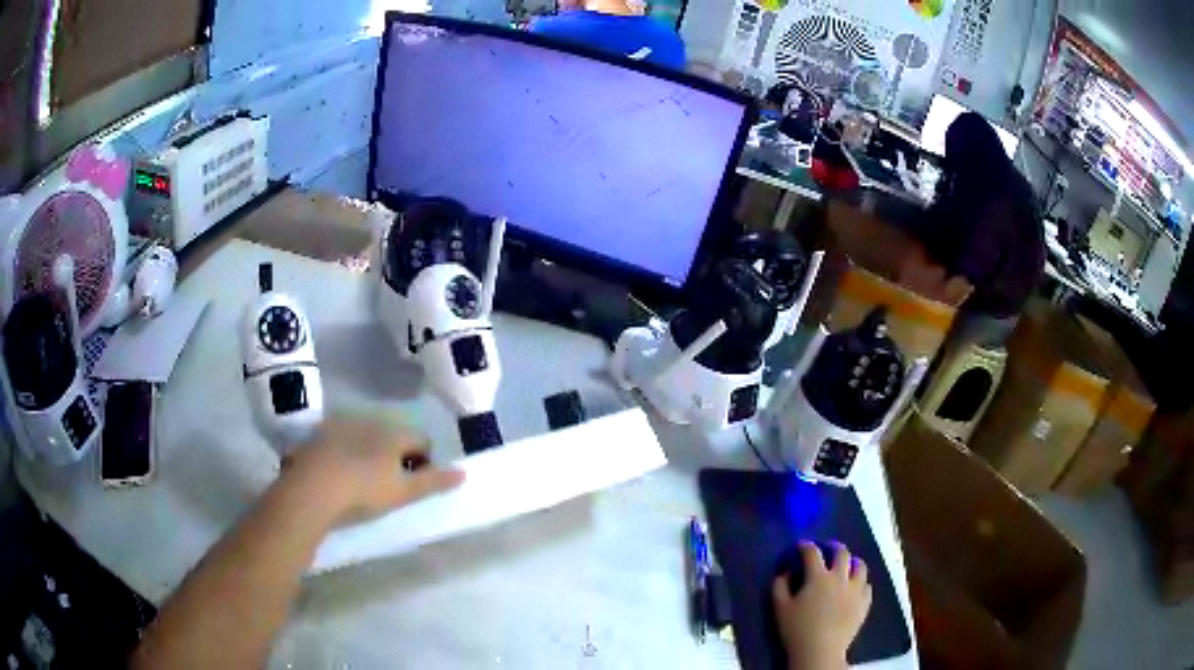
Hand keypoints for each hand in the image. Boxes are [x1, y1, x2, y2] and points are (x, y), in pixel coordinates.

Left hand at [282, 416, 464, 524]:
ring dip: (370, 450)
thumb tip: (464, 472)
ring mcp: (343, 423)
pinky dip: (345, 449)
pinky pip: (341, 436)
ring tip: (362, 477)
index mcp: (395, 434)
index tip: (417, 482)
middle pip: (394, 434)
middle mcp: (371, 420)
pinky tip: (338, 471)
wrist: (312, 487)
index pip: (422, 440)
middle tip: (390, 482)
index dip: (425, 460)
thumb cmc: (364, 491)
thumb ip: (434, 482)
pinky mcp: (319, 431)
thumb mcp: (404, 493)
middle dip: (397, 454)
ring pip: (366, 434)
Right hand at [773, 541, 871, 669]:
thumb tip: (784, 572)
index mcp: (818, 577)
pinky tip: (854, 587)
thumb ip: (779, 586)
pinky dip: (860, 582)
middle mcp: (840, 578)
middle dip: (833, 547)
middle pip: (842, 553)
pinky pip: (867, 586)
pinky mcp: (864, 602)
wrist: (820, 651)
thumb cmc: (797, 630)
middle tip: (828, 548)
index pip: (812, 553)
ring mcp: (856, 590)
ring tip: (847, 565)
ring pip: (860, 566)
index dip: (806, 546)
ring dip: (852, 562)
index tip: (801, 545)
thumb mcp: (779, 608)